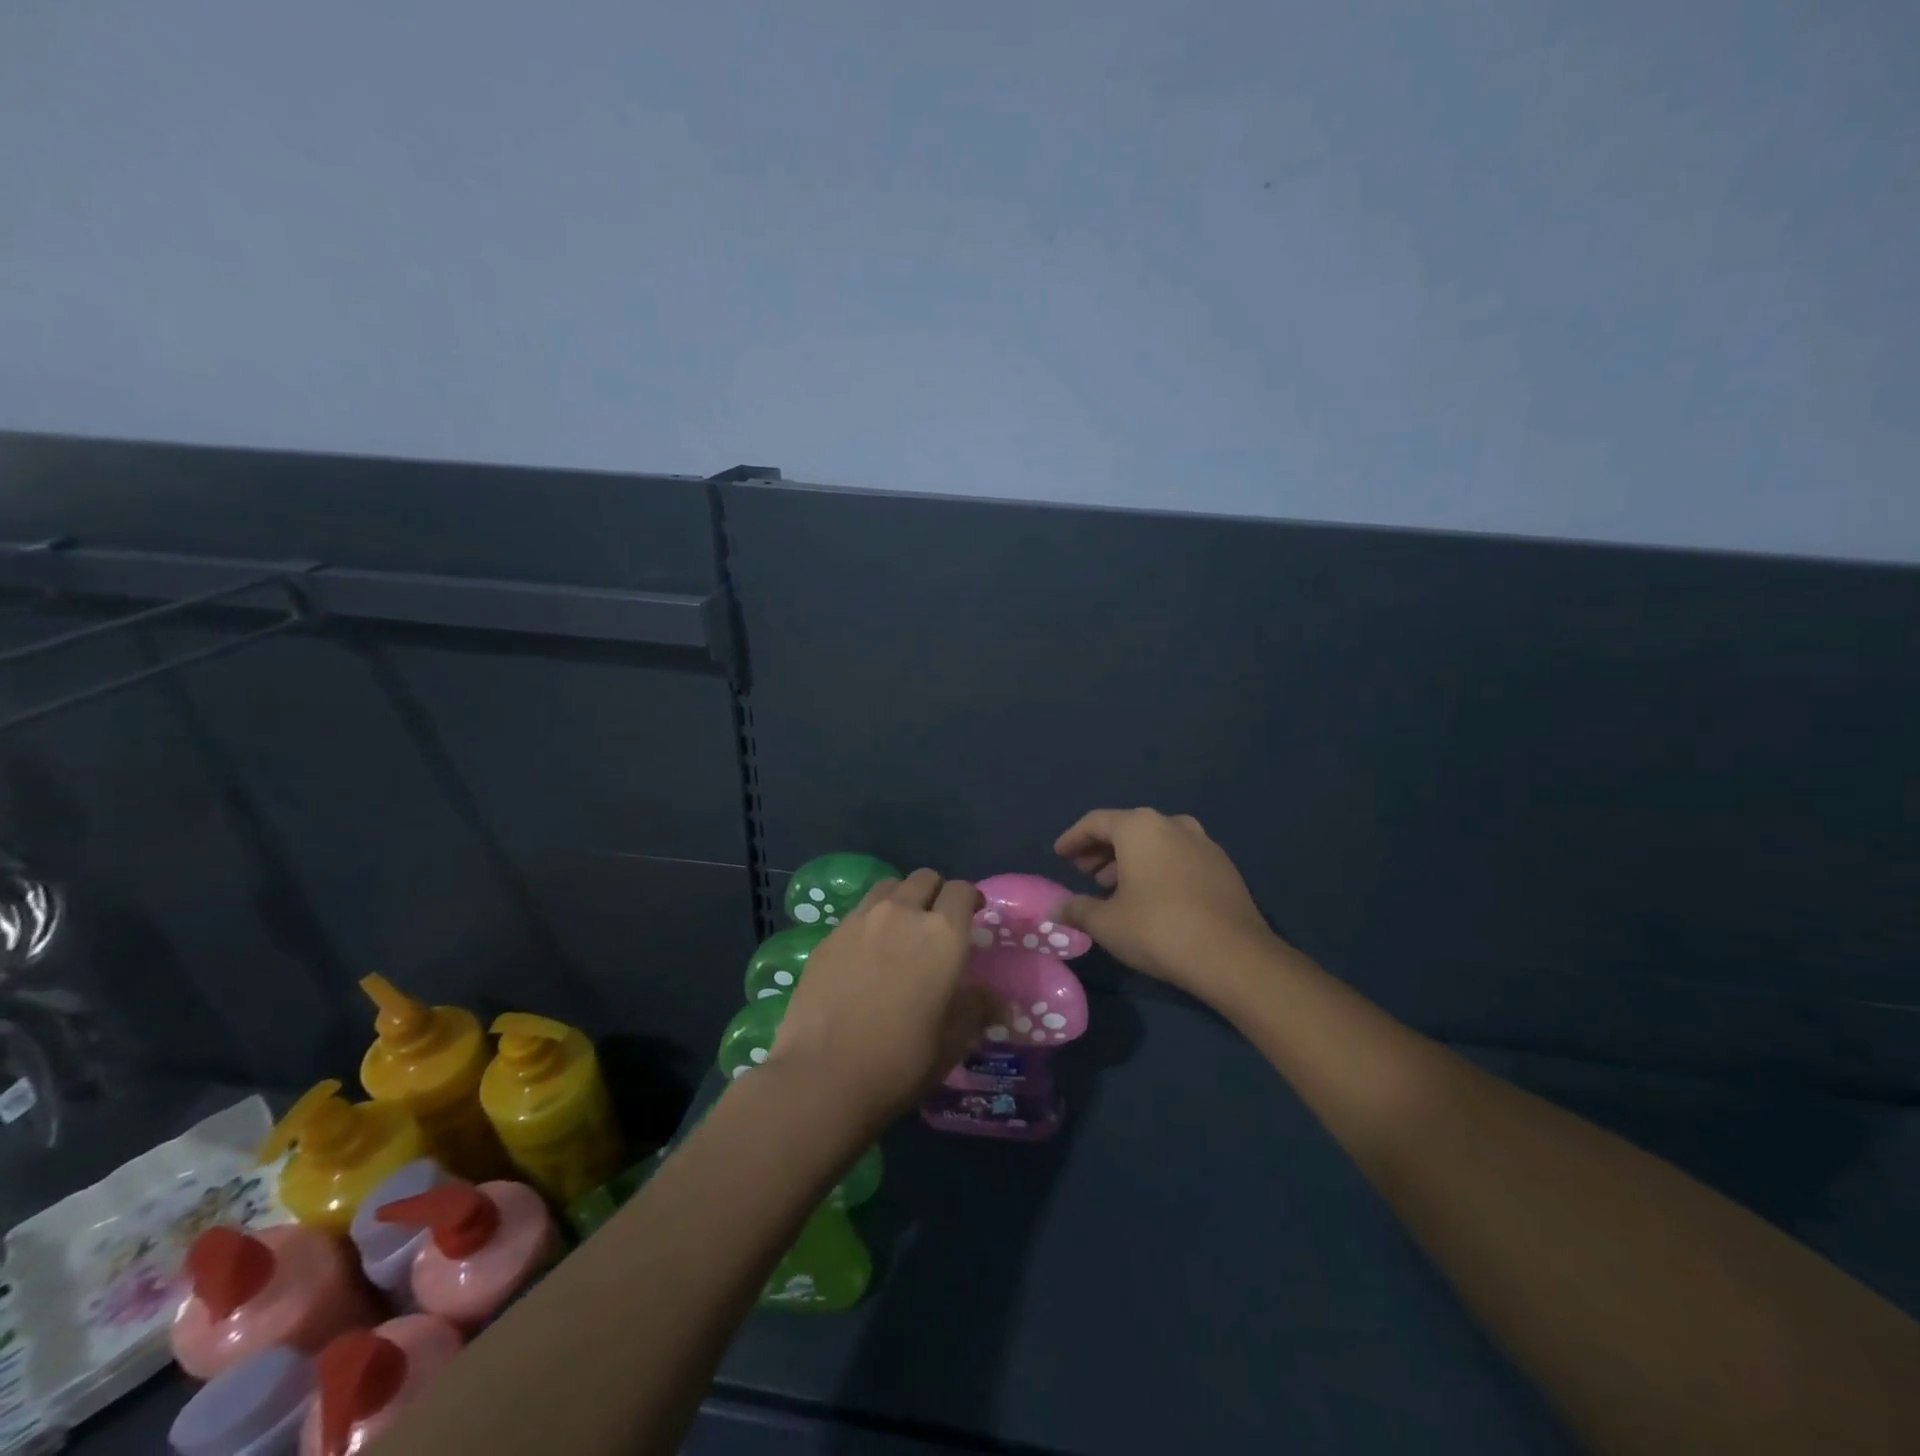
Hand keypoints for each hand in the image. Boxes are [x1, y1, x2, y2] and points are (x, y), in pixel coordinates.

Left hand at [766, 869, 997, 1124]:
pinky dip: (870, 921)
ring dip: (901, 899)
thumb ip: (975, 1010)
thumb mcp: (952, 1042)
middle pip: (924, 878)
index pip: (962, 890)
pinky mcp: (829, 936)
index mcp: (942, 934)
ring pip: (888, 887)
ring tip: (900, 928)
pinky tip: (866, 953)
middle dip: (936, 892)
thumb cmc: (901, 1061)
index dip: (971, 898)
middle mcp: (902, 914)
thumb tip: (995, 1000)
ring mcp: (860, 920)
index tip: (974, 914)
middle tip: (937, 921)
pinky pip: (858, 912)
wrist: (823, 1076)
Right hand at [1054, 808, 1275, 994]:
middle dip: (1101, 850)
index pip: (1096, 822)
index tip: (1059, 854)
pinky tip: (1150, 897)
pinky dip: (1157, 868)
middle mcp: (1172, 824)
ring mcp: (1203, 843)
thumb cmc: (1158, 929)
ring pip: (1155, 842)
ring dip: (1130, 860)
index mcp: (1140, 827)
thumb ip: (1076, 910)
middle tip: (1083, 873)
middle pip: (1127, 829)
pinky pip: (1178, 857)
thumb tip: (1054, 909)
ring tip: (1113, 887)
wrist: (1233, 956)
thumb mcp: (1106, 923)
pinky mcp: (1223, 866)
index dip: (1073, 838)